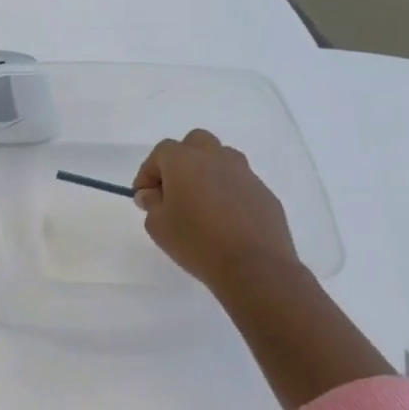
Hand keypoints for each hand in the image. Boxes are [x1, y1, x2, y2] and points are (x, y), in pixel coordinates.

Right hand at [133, 129, 300, 295]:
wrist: (254, 267)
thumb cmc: (196, 242)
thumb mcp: (158, 226)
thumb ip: (151, 204)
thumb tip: (152, 194)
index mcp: (185, 161)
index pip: (160, 152)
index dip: (148, 172)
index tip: (144, 196)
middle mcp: (216, 158)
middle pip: (195, 143)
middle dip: (180, 160)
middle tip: (173, 190)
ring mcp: (245, 174)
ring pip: (221, 158)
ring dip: (206, 172)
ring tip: (200, 203)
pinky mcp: (264, 193)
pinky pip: (240, 183)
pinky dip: (227, 192)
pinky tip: (224, 219)